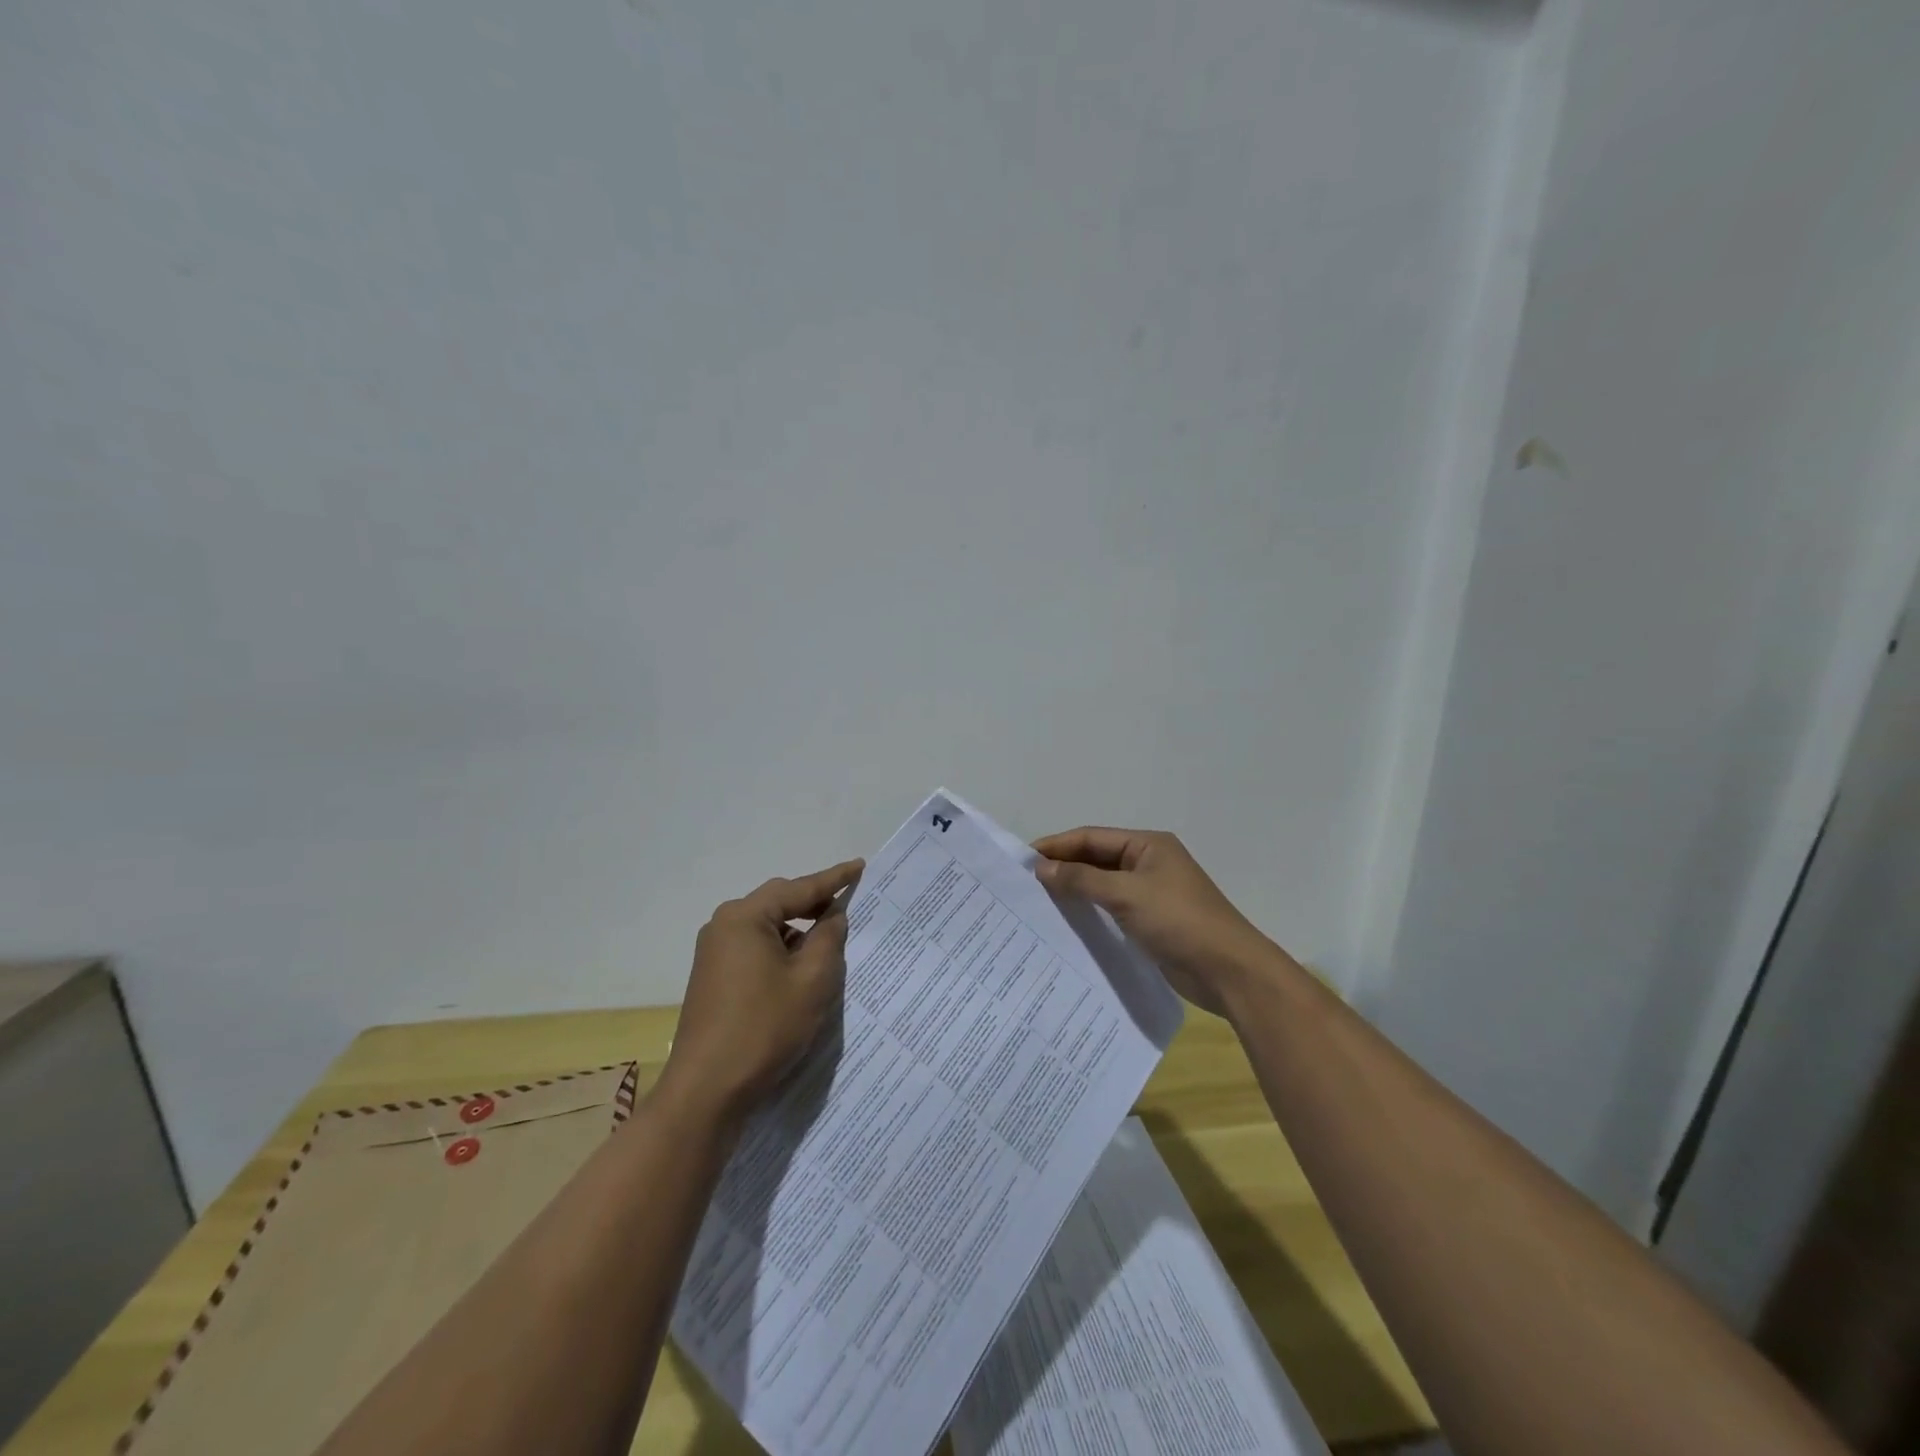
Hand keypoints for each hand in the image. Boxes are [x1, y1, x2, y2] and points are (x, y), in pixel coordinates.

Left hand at [658, 858, 864, 1123]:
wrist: (706, 1091)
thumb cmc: (764, 1028)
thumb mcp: (812, 981)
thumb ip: (829, 939)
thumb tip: (833, 916)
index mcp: (745, 917)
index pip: (799, 889)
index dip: (833, 879)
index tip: (860, 866)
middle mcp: (724, 925)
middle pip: (779, 903)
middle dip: (814, 904)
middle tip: (849, 905)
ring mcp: (714, 952)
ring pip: (767, 927)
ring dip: (798, 931)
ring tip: (830, 941)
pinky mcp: (713, 977)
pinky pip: (755, 948)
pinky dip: (781, 951)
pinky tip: (801, 968)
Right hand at [1032, 827, 1274, 1015]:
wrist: (1228, 971)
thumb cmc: (1178, 921)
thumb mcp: (1126, 894)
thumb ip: (1081, 880)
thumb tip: (1041, 868)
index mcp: (1148, 845)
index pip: (1091, 837)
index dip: (1057, 846)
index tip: (1023, 861)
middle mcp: (1148, 863)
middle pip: (1096, 859)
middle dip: (1063, 868)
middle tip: (1025, 883)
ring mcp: (1150, 894)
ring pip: (1102, 885)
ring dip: (1074, 891)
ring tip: (1038, 903)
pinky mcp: (1151, 922)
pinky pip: (1111, 909)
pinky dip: (1089, 912)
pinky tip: (1066, 923)